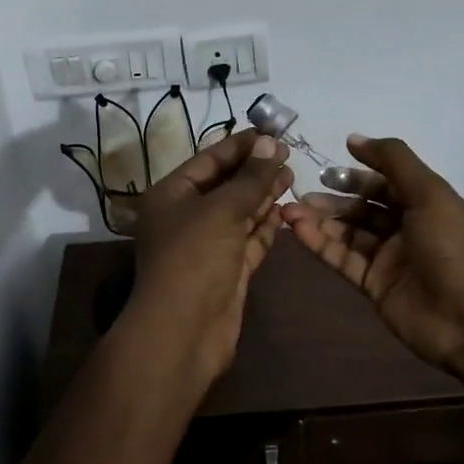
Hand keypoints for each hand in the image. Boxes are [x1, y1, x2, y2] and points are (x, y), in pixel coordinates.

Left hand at [126, 127, 293, 395]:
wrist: (185, 329)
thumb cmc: (194, 257)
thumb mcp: (222, 210)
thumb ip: (250, 178)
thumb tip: (271, 143)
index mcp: (171, 195)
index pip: (208, 160)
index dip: (240, 146)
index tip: (272, 133)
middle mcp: (186, 217)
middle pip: (225, 186)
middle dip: (255, 170)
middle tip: (288, 154)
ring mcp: (207, 245)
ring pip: (239, 213)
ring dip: (263, 196)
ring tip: (292, 176)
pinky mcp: (227, 270)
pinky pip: (248, 240)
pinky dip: (265, 226)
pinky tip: (285, 210)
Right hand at [281, 135, 463, 389]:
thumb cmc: (453, 247)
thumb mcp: (429, 193)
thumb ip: (393, 161)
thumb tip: (354, 138)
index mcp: (424, 203)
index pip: (384, 182)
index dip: (357, 174)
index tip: (325, 167)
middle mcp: (405, 228)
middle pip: (362, 207)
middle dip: (332, 198)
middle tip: (300, 192)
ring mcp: (388, 258)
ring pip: (347, 232)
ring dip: (320, 220)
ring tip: (289, 210)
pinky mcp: (373, 284)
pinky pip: (342, 258)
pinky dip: (319, 244)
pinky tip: (297, 230)